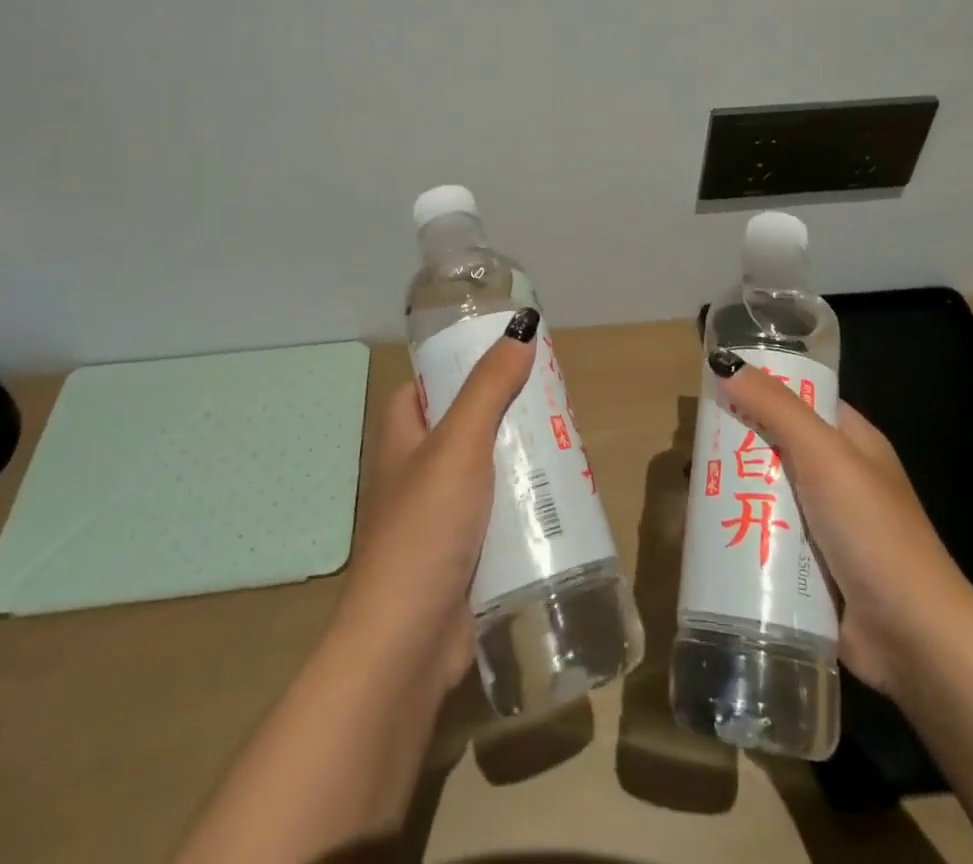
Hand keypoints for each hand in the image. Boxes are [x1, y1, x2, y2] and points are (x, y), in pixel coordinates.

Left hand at [333, 312, 539, 689]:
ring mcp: (441, 516)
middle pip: (467, 425)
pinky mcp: (465, 553)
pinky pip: (500, 514)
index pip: (427, 385)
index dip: (462, 367)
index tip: (509, 358)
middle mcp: (416, 472)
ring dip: (523, 461)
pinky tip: (563, 497)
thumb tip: (521, 327)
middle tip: (556, 401)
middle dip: (509, 414)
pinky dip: (526, 504)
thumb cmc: (425, 528)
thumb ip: (490, 386)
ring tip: (570, 442)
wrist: (407, 644)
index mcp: (401, 438)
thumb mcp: (459, 444)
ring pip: (488, 471)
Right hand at [713, 354, 972, 699]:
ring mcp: (825, 525)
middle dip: (737, 445)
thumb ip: (777, 409)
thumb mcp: (826, 456)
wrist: (914, 640)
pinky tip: (703, 534)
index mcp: (853, 442)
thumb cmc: (874, 533)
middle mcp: (838, 478)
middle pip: (777, 446)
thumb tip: (726, 364)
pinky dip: (739, 534)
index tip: (716, 385)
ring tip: (687, 489)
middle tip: (691, 445)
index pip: (802, 399)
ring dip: (732, 492)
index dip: (762, 388)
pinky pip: (766, 539)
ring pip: (767, 494)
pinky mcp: (810, 568)